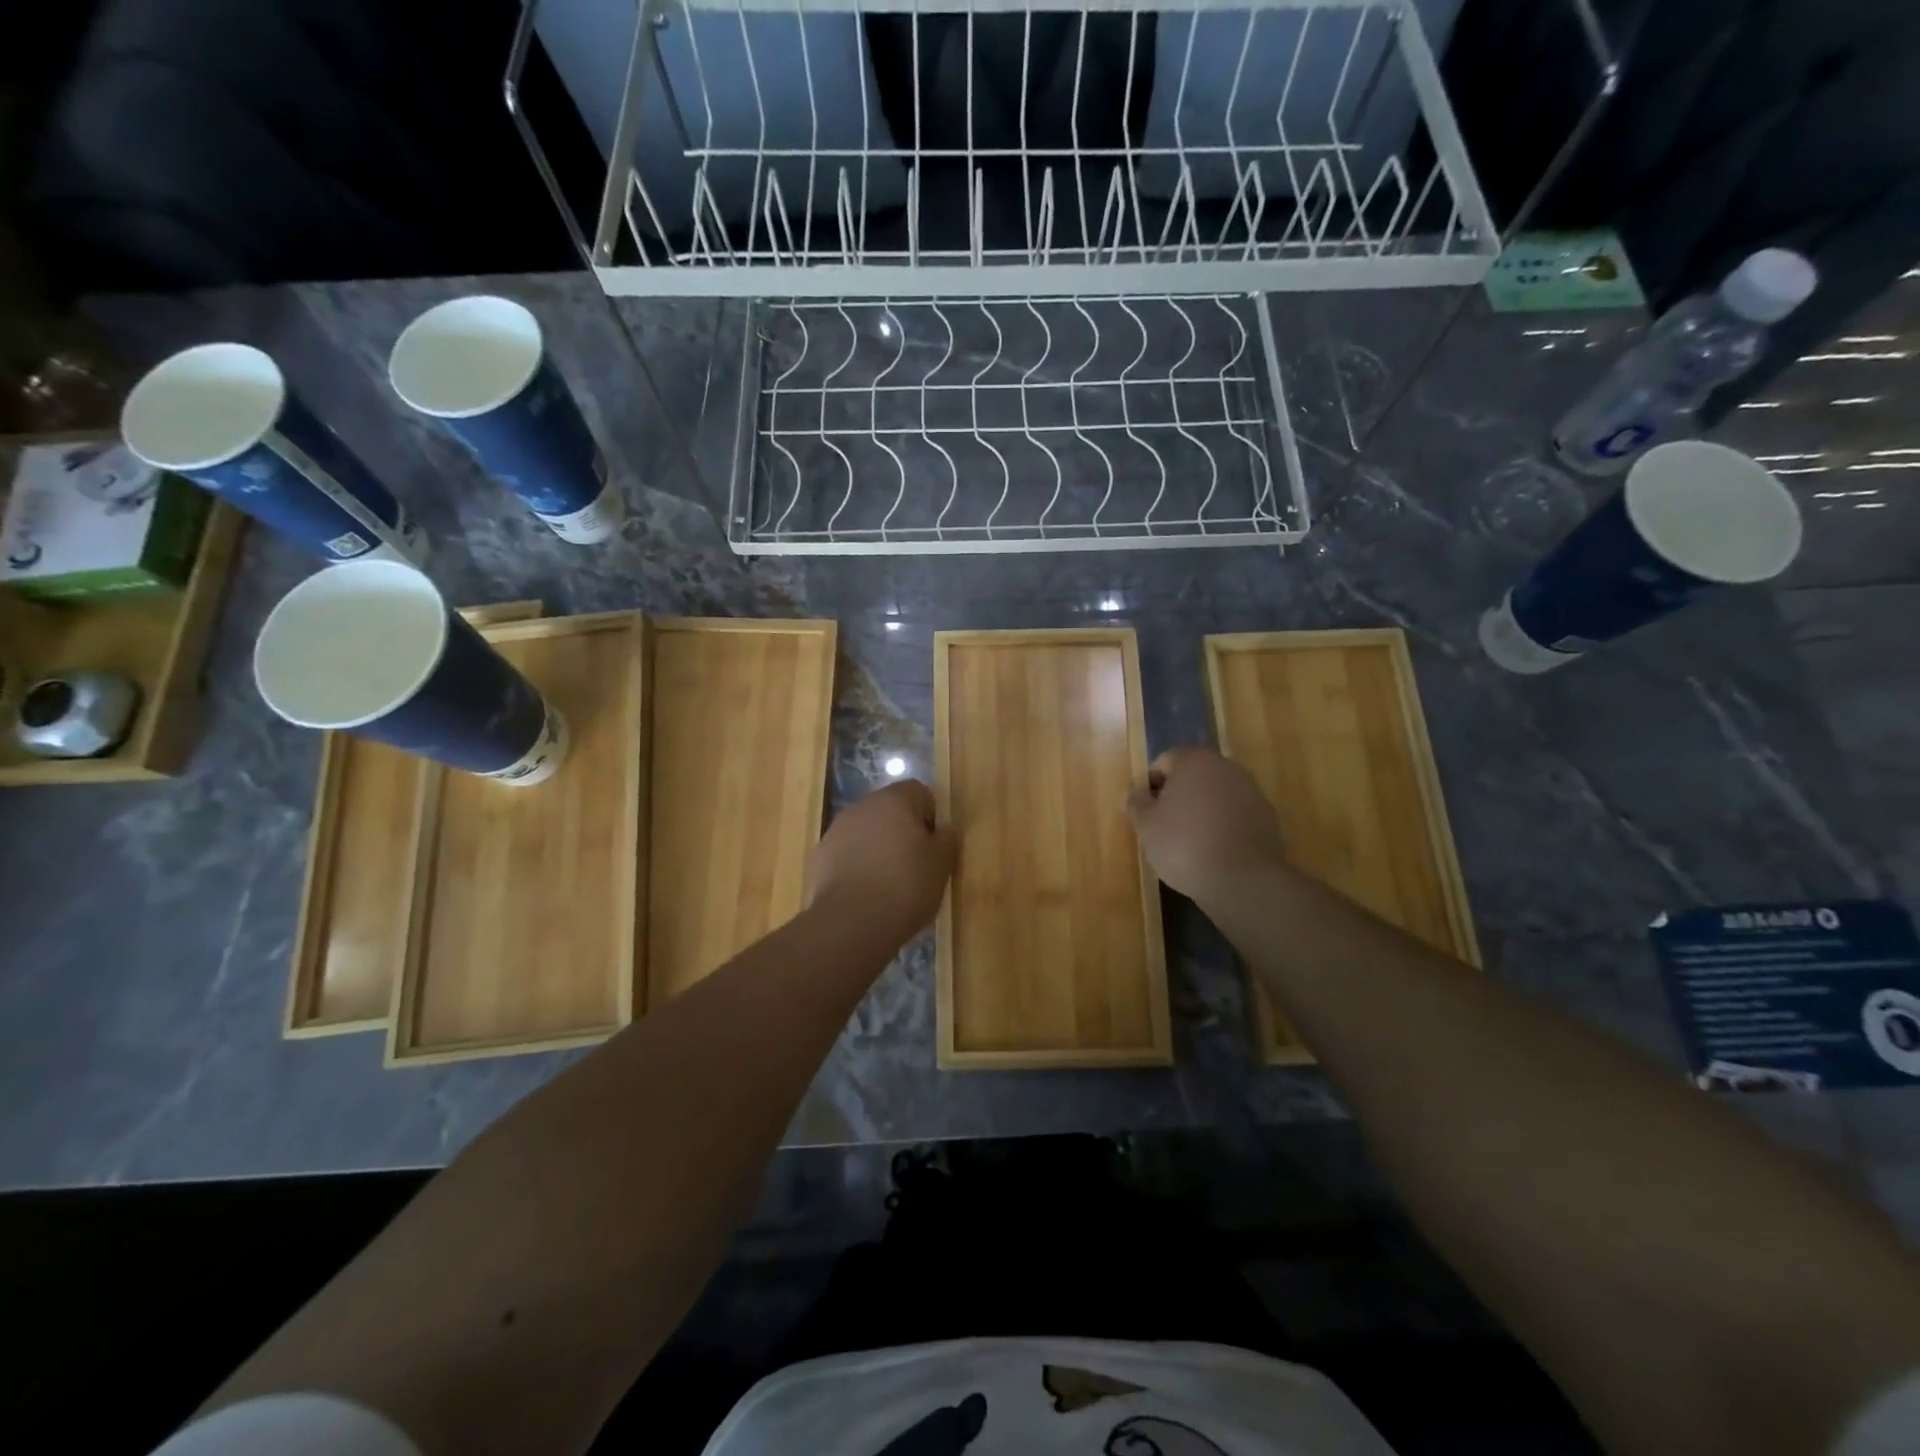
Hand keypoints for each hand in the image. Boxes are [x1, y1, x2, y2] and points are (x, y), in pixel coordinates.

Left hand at [806, 779, 957, 940]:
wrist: (851, 923)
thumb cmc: (905, 886)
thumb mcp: (942, 865)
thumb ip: (947, 840)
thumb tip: (943, 830)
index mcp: (895, 800)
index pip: (919, 792)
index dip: (930, 817)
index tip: (933, 846)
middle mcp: (862, 806)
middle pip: (890, 810)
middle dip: (902, 832)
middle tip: (914, 865)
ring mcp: (836, 830)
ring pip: (866, 832)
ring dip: (878, 848)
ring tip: (888, 884)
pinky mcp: (819, 856)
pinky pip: (847, 854)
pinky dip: (857, 866)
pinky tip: (865, 894)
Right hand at [1126, 747, 1284, 901]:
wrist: (1242, 880)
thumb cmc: (1184, 844)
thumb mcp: (1146, 825)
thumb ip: (1136, 802)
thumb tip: (1134, 792)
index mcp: (1194, 760)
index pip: (1163, 762)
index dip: (1149, 787)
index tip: (1145, 813)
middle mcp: (1226, 767)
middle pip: (1192, 776)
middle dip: (1177, 796)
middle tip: (1163, 827)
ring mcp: (1251, 790)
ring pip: (1215, 795)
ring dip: (1201, 810)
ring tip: (1189, 843)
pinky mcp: (1267, 816)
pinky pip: (1235, 814)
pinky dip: (1222, 826)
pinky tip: (1214, 851)